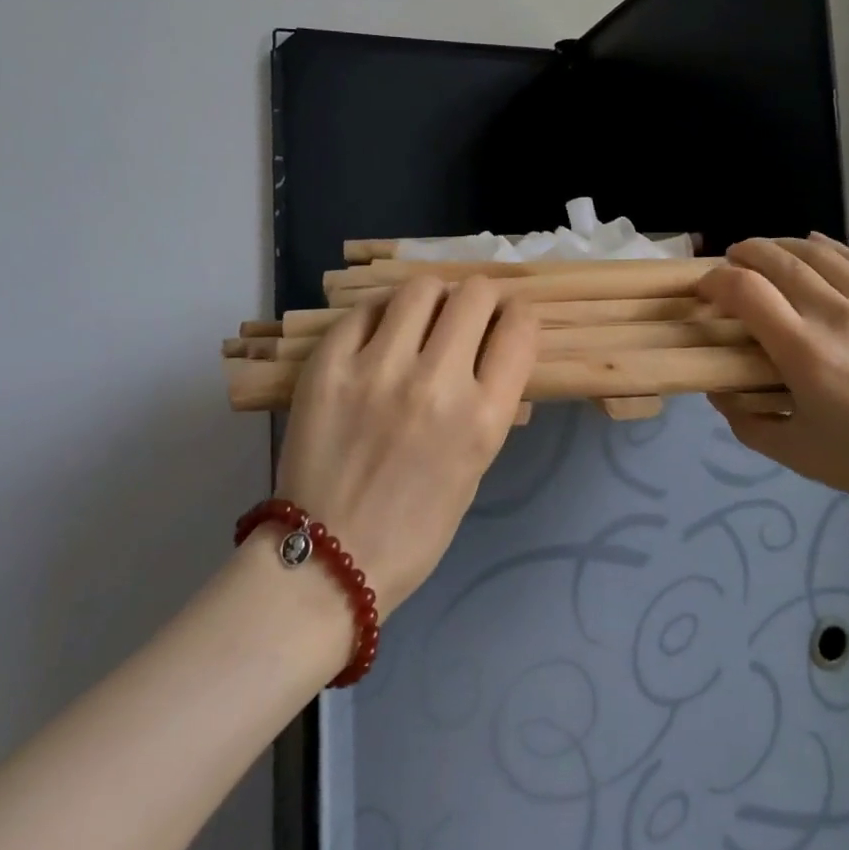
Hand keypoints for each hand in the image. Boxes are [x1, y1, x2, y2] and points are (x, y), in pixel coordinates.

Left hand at [272, 275, 538, 616]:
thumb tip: (494, 350)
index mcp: (483, 416)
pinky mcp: (328, 366)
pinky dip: (381, 317)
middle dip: (481, 298)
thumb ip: (490, 403)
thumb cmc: (417, 526)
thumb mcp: (476, 466)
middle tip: (468, 313)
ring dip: (432, 299)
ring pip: (421, 288)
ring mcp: (377, 369)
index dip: (519, 315)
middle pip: (475, 294)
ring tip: (422, 318)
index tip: (508, 320)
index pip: (520, 327)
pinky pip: (366, 310)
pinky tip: (379, 337)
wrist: (329, 561)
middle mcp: (436, 382)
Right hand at [699, 235, 848, 549]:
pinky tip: (824, 253)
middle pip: (779, 258)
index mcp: (806, 352)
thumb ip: (749, 422)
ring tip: (772, 253)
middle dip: (746, 252)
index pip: (745, 290)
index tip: (706, 290)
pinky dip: (832, 251)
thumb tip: (719, 390)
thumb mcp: (801, 456)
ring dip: (786, 246)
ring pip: (822, 251)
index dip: (715, 281)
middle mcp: (840, 313)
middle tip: (732, 259)